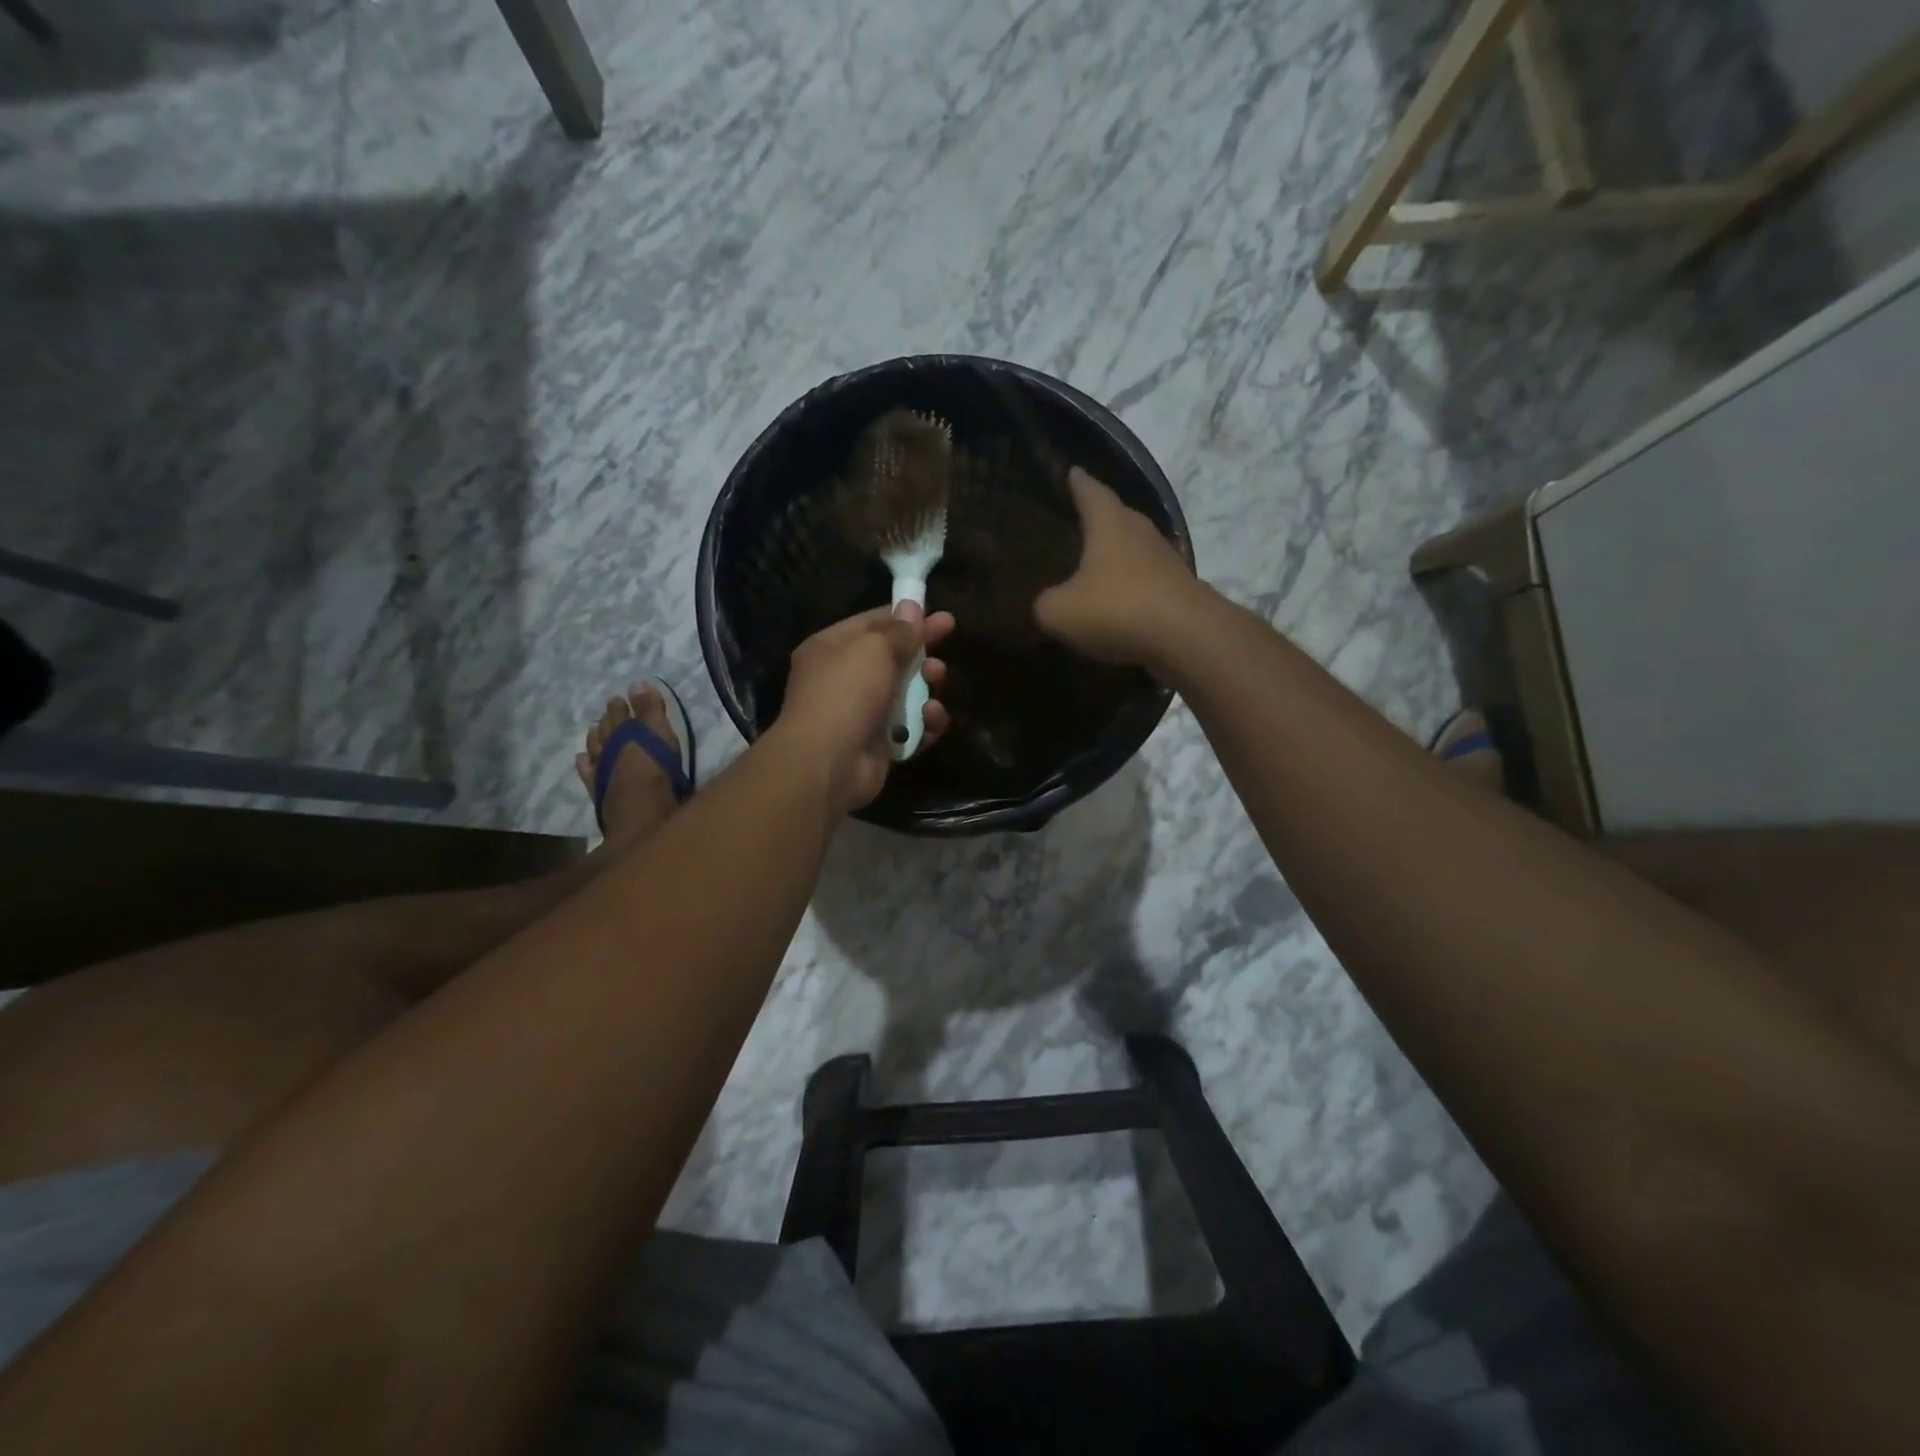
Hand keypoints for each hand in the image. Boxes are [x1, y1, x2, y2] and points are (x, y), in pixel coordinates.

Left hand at [773, 603, 954, 812]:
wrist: (828, 763)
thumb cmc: (846, 693)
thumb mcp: (874, 649)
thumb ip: (899, 630)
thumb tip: (913, 607)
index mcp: (831, 648)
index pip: (872, 623)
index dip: (906, 617)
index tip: (940, 615)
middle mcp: (843, 680)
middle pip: (892, 659)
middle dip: (921, 654)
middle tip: (945, 649)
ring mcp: (861, 715)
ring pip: (905, 695)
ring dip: (927, 688)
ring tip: (935, 682)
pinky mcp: (879, 746)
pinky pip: (910, 729)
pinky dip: (925, 723)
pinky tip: (932, 718)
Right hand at [1035, 467, 1200, 666]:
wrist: (1186, 637)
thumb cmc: (1117, 609)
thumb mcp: (1060, 612)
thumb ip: (1045, 603)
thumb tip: (1047, 603)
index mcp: (1110, 523)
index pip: (1091, 491)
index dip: (1078, 482)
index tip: (1072, 472)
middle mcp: (1140, 531)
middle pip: (1117, 516)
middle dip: (1099, 518)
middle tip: (1077, 522)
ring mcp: (1164, 559)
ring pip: (1134, 548)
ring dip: (1117, 555)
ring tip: (1094, 563)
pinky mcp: (1178, 588)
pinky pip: (1146, 579)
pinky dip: (1130, 585)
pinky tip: (1117, 600)